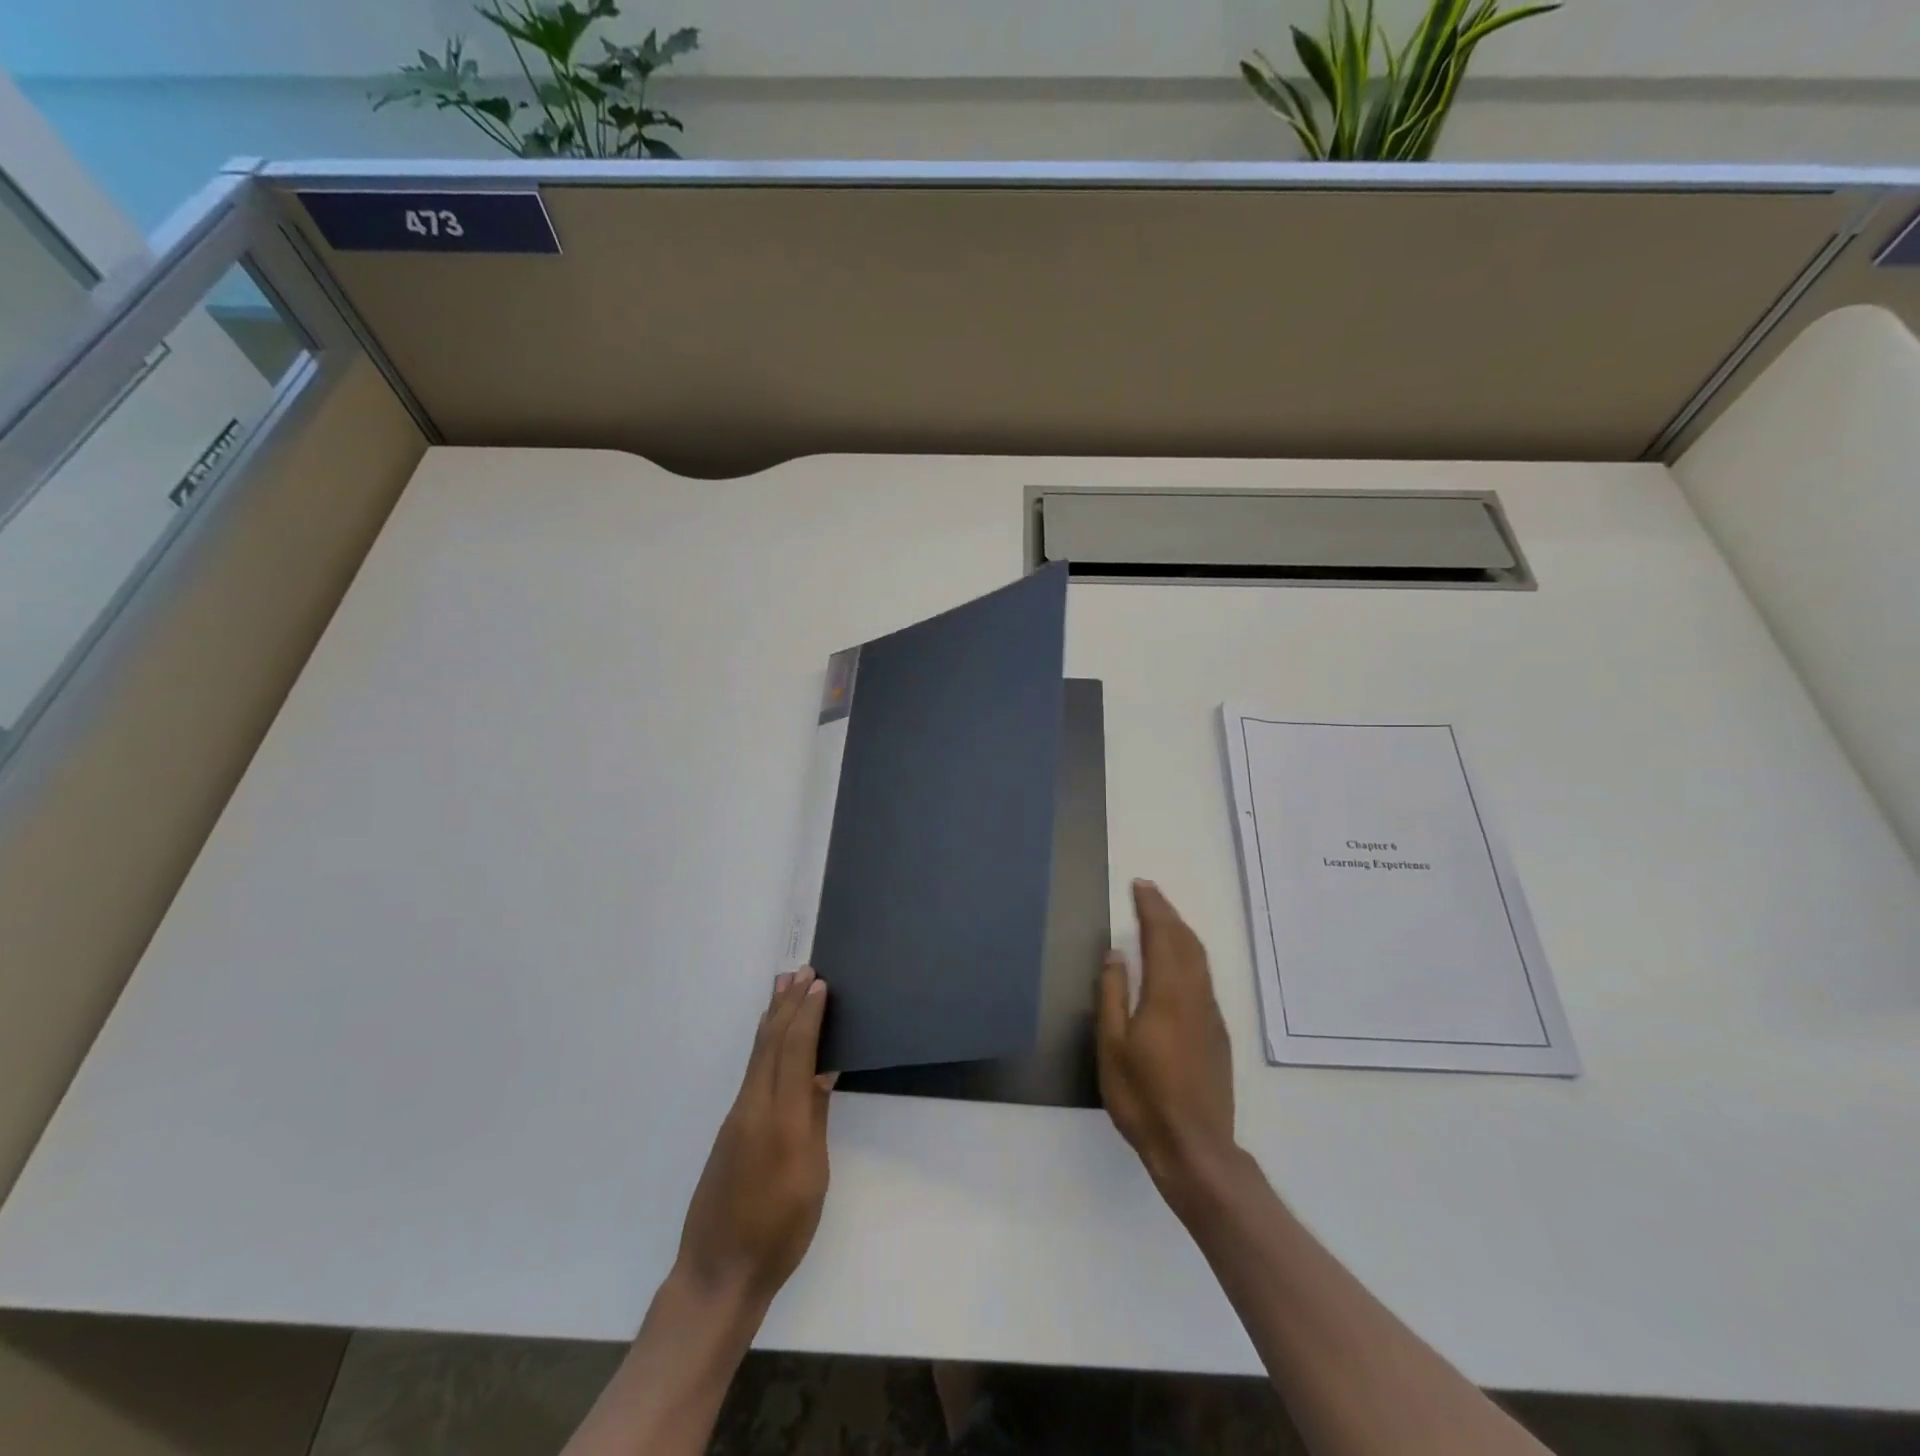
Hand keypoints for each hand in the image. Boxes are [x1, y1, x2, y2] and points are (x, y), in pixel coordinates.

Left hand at [675, 967, 834, 1313]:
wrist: (718, 1273)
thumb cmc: (779, 1230)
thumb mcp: (812, 1176)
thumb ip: (815, 1118)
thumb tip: (822, 1071)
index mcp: (781, 1118)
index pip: (795, 1051)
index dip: (808, 1015)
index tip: (819, 984)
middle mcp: (754, 1106)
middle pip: (772, 1042)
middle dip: (789, 1004)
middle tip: (802, 971)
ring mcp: (737, 1116)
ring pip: (758, 1053)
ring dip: (774, 1016)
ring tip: (783, 987)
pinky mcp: (730, 1128)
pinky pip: (752, 1070)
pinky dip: (765, 1041)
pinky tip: (769, 1035)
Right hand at [1097, 881, 1236, 1193]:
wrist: (1195, 1148)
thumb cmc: (1143, 1098)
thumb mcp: (1112, 1047)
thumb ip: (1112, 995)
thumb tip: (1116, 953)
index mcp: (1167, 995)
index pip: (1162, 937)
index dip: (1152, 908)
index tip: (1140, 886)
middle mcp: (1195, 997)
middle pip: (1186, 942)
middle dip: (1168, 913)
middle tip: (1149, 894)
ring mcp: (1211, 1016)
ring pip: (1200, 959)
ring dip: (1181, 932)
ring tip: (1163, 919)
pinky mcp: (1218, 1034)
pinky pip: (1204, 978)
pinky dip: (1190, 955)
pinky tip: (1179, 963)